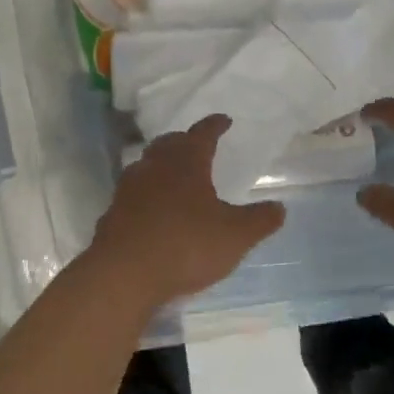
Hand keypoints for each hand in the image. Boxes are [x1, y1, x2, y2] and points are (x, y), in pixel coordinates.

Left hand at [88, 116, 286, 303]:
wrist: (124, 273)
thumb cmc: (186, 245)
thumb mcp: (235, 236)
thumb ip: (259, 221)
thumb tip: (279, 207)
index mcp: (186, 162)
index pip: (202, 134)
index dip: (215, 125)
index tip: (223, 120)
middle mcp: (154, 167)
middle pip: (169, 144)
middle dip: (184, 141)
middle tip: (196, 144)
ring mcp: (129, 189)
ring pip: (147, 165)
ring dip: (161, 164)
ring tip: (174, 173)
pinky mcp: (113, 213)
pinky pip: (134, 193)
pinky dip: (146, 193)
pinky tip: (152, 208)